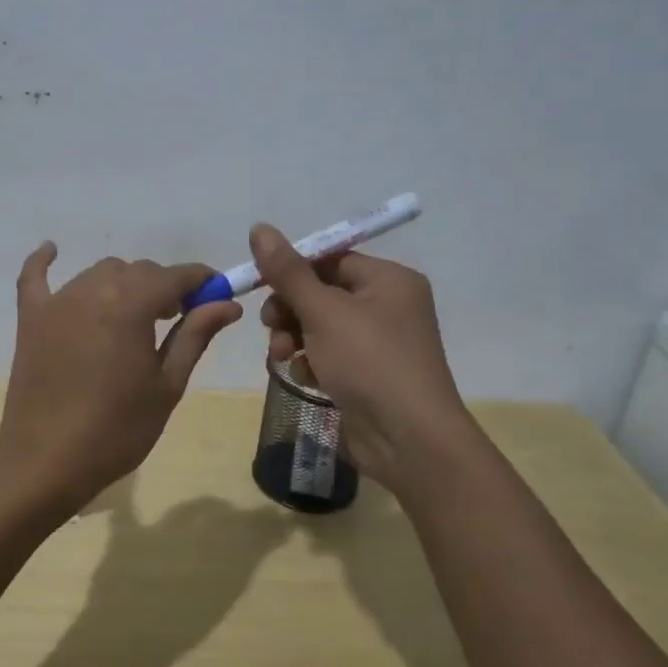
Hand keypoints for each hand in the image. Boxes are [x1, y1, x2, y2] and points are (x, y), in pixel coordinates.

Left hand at [0, 245, 242, 513]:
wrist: (47, 462)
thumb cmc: (117, 429)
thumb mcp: (167, 385)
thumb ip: (195, 335)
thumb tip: (227, 303)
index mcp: (131, 305)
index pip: (175, 276)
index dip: (201, 280)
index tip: (218, 293)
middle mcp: (93, 290)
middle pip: (139, 271)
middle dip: (164, 287)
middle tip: (178, 319)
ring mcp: (57, 302)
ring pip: (100, 273)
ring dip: (124, 285)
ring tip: (135, 317)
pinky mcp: (30, 318)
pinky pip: (35, 278)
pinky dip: (44, 262)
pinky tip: (52, 249)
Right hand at [250, 224, 474, 489]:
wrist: (408, 439)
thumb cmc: (369, 362)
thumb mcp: (323, 311)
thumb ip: (288, 272)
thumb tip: (260, 227)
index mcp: (389, 280)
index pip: (331, 259)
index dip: (293, 270)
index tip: (260, 285)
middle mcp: (388, 306)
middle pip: (322, 293)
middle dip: (289, 309)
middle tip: (270, 326)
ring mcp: (379, 344)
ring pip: (320, 326)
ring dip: (293, 337)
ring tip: (279, 356)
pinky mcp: (368, 375)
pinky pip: (329, 355)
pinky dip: (311, 362)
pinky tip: (304, 377)